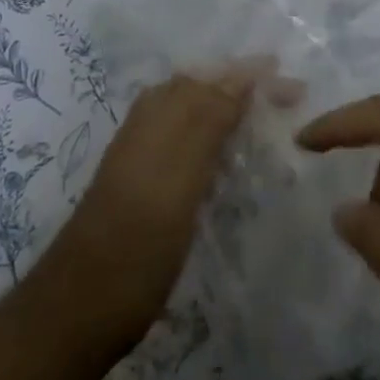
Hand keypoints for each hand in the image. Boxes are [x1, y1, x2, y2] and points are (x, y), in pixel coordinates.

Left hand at [23, 59, 301, 360]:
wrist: (83, 305)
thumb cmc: (139, 239)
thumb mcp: (181, 175)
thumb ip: (209, 120)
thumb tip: (242, 73)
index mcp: (158, 114)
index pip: (213, 78)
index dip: (253, 75)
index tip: (295, 85)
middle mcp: (150, 124)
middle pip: (204, 89)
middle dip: (246, 87)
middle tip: (291, 98)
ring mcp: (145, 154)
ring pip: (195, 114)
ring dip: (232, 109)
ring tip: (268, 120)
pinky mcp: (147, 185)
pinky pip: (188, 143)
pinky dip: (216, 138)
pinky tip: (232, 158)